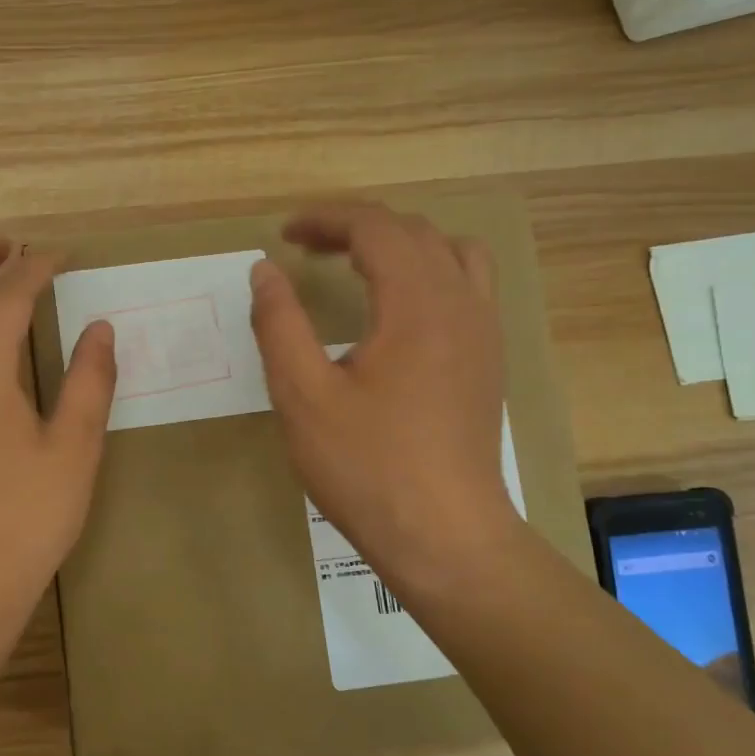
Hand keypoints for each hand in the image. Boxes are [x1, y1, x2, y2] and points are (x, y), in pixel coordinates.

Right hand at [249, 204, 525, 603]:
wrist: (444, 535)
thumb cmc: (366, 467)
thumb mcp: (303, 396)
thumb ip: (279, 324)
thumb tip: (265, 271)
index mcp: (418, 304)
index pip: (376, 228)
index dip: (326, 220)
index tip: (283, 235)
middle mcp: (462, 303)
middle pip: (413, 232)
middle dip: (356, 228)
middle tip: (305, 248)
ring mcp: (484, 331)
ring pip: (449, 252)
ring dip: (398, 244)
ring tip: (355, 265)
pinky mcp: (489, 359)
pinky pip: (467, 285)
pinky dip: (427, 271)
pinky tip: (396, 308)